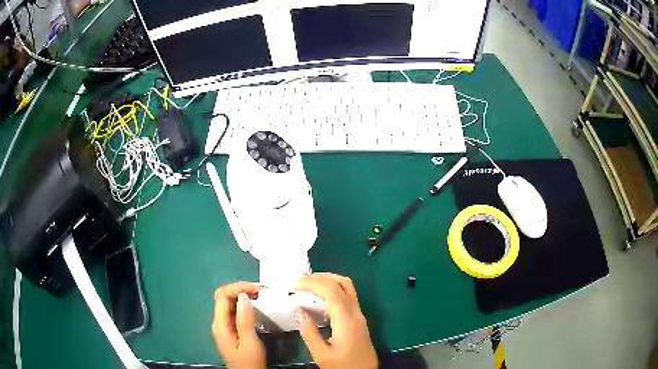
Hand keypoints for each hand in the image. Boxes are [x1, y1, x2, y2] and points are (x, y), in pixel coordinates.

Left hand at [212, 282, 265, 368]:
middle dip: (241, 289)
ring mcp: (224, 326)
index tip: (259, 289)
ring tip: (261, 296)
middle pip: (224, 297)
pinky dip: (245, 305)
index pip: (223, 296)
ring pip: (229, 303)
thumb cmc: (250, 362)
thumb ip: (245, 320)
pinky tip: (256, 306)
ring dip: (243, 296)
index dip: (239, 287)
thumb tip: (244, 296)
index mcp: (220, 325)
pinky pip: (234, 311)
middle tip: (262, 291)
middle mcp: (219, 322)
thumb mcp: (250, 343)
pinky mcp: (231, 329)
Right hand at [295, 273, 377, 368]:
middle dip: (319, 277)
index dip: (312, 282)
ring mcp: (359, 314)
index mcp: (346, 320)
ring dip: (328, 279)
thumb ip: (309, 332)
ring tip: (307, 283)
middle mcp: (356, 312)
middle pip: (341, 283)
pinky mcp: (359, 318)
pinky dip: (333, 288)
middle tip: (298, 281)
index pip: (331, 290)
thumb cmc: (342, 366)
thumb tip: (298, 309)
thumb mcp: (321, 354)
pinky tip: (320, 295)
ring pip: (347, 286)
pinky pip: (348, 294)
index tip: (294, 284)